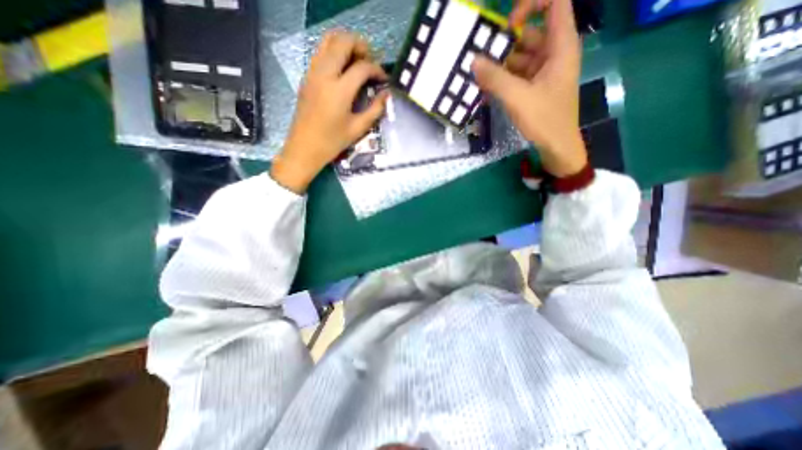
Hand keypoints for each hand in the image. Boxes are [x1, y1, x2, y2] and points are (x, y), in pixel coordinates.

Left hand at [271, 32, 389, 193]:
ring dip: (345, 44)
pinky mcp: (306, 77)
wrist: (304, 148)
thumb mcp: (358, 128)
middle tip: (371, 61)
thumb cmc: (332, 142)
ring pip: (327, 41)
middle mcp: (324, 75)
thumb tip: (387, 95)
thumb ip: (375, 109)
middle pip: (342, 42)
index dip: (376, 69)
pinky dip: (333, 51)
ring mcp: (312, 73)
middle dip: (360, 46)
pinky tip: (342, 69)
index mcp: (339, 90)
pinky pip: (320, 52)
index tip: (384, 78)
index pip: (362, 67)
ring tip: (357, 60)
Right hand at [471, 0, 586, 177]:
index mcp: (560, 45)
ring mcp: (544, 70)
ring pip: (520, 57)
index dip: (530, 5)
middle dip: (504, 46)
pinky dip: (504, 79)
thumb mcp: (517, 98)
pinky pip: (518, 74)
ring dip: (500, 66)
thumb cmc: (544, 119)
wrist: (556, 145)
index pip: (554, 3)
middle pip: (529, 34)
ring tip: (480, 77)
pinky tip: (489, 88)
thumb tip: (473, 61)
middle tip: (481, 60)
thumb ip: (495, 78)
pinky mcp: (536, 85)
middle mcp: (554, 53)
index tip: (507, 27)